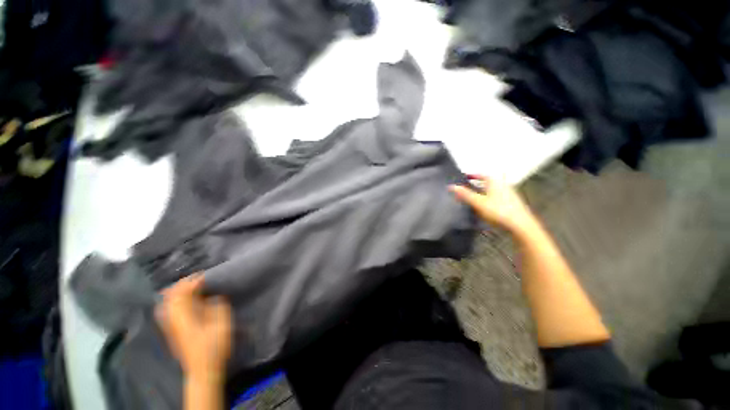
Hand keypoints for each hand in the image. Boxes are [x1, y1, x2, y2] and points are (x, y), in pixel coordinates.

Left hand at [156, 273, 231, 379]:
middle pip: (172, 296)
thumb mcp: (222, 325)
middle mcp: (174, 319)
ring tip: (188, 285)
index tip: (204, 275)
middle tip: (197, 277)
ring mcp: (171, 325)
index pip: (183, 293)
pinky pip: (167, 311)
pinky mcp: (173, 331)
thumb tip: (214, 297)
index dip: (193, 281)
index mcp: (185, 316)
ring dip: (177, 292)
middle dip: (183, 284)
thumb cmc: (214, 346)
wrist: (202, 369)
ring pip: (167, 303)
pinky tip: (181, 301)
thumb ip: (218, 307)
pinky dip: (173, 301)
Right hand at [449, 175, 537, 234]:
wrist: (520, 226)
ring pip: (492, 191)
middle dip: (476, 184)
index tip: (464, 177)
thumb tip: (451, 186)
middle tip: (466, 188)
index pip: (481, 174)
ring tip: (472, 198)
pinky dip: (488, 200)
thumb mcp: (478, 202)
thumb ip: (465, 194)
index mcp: (494, 182)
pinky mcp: (511, 204)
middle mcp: (502, 185)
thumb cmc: (498, 211)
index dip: (472, 175)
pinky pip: (496, 198)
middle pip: (487, 182)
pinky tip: (484, 208)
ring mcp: (509, 194)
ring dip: (482, 193)